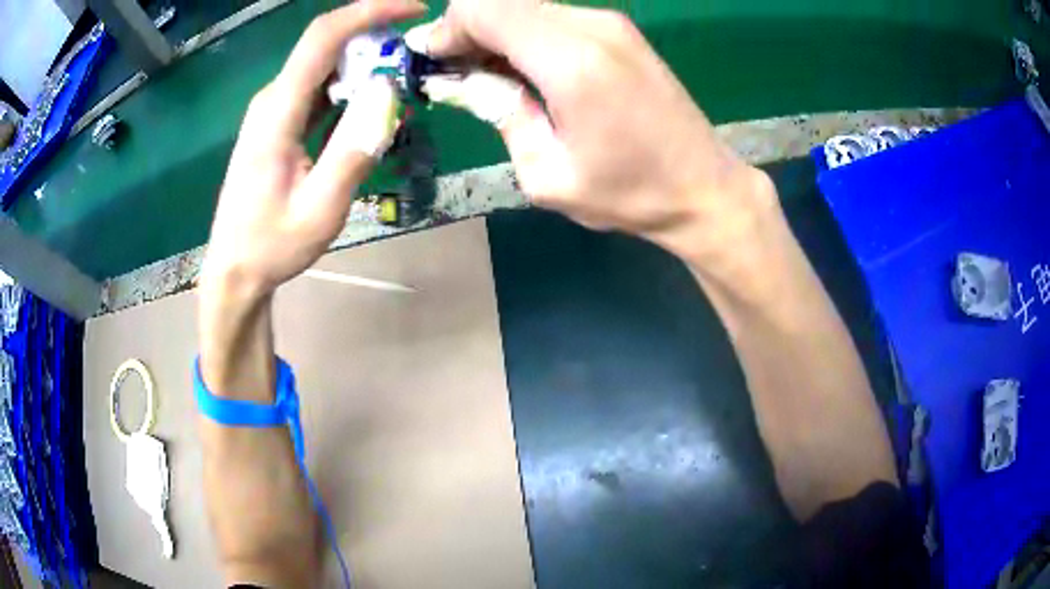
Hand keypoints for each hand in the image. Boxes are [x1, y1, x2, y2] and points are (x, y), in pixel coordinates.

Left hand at [202, 0, 425, 297]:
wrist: (235, 270)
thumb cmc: (271, 245)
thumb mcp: (320, 210)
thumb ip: (354, 151)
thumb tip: (389, 95)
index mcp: (277, 112)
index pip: (323, 37)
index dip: (369, 12)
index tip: (414, 8)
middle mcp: (273, 100)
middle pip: (326, 46)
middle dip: (376, 40)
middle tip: (417, 62)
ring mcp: (274, 111)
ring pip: (325, 68)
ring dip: (366, 66)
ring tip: (401, 88)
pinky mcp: (279, 124)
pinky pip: (319, 91)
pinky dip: (350, 89)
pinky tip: (371, 108)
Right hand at [407, 2, 775, 266]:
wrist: (704, 187)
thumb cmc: (629, 194)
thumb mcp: (546, 173)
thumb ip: (499, 113)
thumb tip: (459, 80)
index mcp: (571, 62)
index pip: (482, 9)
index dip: (446, 31)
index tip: (433, 65)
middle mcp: (592, 27)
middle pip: (501, 1)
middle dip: (465, 31)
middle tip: (455, 75)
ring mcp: (611, 24)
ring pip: (526, 6)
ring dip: (495, 33)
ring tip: (487, 78)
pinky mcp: (620, 31)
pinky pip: (553, 17)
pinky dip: (524, 35)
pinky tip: (524, 71)